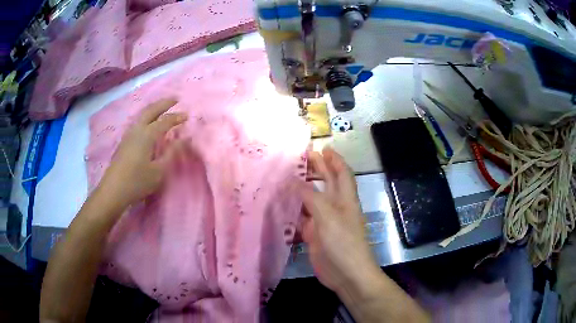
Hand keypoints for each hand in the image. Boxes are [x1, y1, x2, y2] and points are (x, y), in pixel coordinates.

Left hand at [98, 98, 187, 208]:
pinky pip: (138, 122)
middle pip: (151, 110)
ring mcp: (128, 135)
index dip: (176, 117)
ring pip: (142, 115)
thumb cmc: (137, 182)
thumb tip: (184, 138)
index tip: (187, 115)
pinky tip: (148, 123)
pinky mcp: (124, 142)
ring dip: (154, 108)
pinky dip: (147, 117)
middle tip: (175, 99)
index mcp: (147, 135)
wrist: (113, 190)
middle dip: (163, 103)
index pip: (164, 121)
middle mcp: (137, 130)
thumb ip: (171, 153)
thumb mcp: (159, 170)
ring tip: (163, 108)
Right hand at [299, 147, 380, 294]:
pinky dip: (293, 211)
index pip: (342, 173)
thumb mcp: (328, 215)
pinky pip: (302, 218)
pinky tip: (281, 205)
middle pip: (326, 183)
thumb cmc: (343, 241)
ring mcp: (324, 221)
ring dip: (301, 190)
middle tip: (300, 158)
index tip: (324, 147)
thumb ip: (311, 197)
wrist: (346, 274)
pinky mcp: (314, 234)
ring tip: (285, 178)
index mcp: (345, 198)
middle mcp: (335, 206)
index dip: (335, 159)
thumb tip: (294, 180)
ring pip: (312, 200)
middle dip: (317, 170)